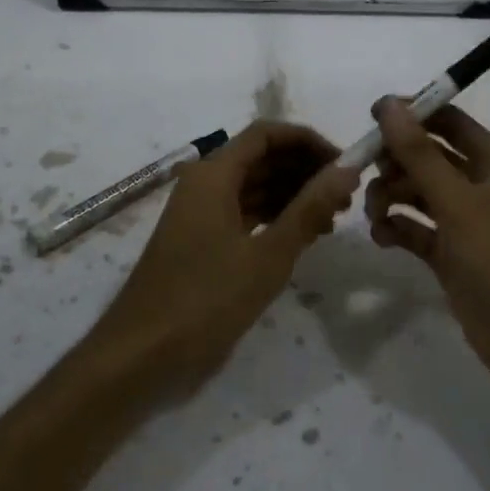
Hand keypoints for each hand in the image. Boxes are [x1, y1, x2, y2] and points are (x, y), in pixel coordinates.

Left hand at [95, 121, 362, 390]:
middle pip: (261, 158)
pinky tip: (305, 238)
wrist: (142, 356)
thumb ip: (309, 208)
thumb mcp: (267, 255)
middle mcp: (205, 184)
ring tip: (332, 221)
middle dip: (304, 170)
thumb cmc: (205, 299)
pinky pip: (245, 214)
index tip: (343, 163)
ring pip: (254, 187)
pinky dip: (275, 219)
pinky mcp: (203, 242)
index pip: (266, 134)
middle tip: (345, 198)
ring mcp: (202, 214)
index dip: (307, 141)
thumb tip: (347, 169)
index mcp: (213, 174)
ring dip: (293, 196)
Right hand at [364, 98, 489, 401]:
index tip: (370, 118)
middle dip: (395, 161)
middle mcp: (482, 185)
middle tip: (366, 172)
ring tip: (374, 213)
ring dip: (391, 195)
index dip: (412, 114)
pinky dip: (397, 227)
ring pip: (418, 191)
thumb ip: (420, 154)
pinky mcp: (452, 253)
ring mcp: (467, 221)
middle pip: (428, 155)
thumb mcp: (458, 203)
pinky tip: (381, 237)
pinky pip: (417, 228)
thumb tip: (389, 104)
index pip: (449, 120)